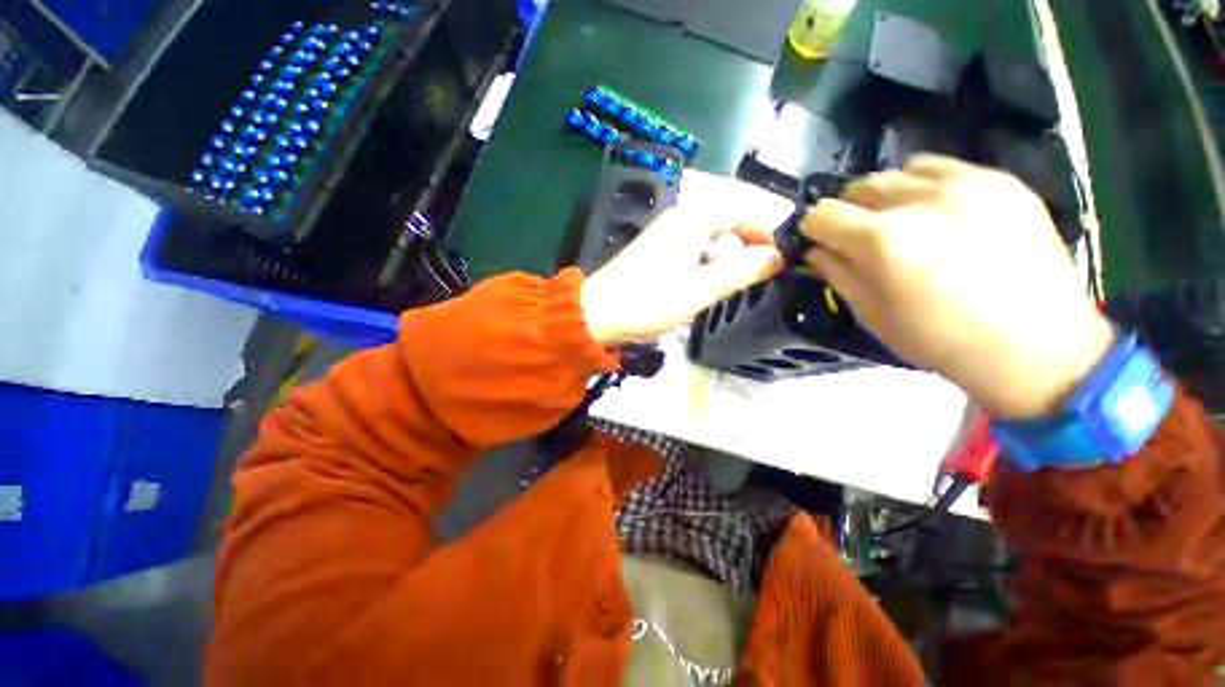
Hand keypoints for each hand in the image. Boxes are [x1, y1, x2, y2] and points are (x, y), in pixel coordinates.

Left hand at [581, 206, 782, 345]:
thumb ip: (741, 271)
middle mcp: (678, 218)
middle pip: (724, 224)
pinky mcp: (652, 250)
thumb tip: (776, 257)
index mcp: (692, 219)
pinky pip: (689, 250)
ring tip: (720, 290)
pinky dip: (701, 266)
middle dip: (741, 250)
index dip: (763, 233)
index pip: (742, 211)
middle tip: (747, 280)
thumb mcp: (701, 289)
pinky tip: (697, 289)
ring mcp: (662, 233)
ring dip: (721, 261)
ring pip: (706, 239)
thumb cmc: (651, 301)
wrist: (598, 313)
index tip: (775, 261)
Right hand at [802, 154, 1114, 419]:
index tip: (819, 242)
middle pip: (859, 186)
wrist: (1039, 346)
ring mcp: (967, 184)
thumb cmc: (942, 341)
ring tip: (899, 222)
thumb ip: (838, 275)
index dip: (813, 229)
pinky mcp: (1002, 181)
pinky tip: (935, 212)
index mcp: (884, 241)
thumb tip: (817, 251)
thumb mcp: (873, 315)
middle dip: (848, 211)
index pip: (823, 215)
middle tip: (858, 236)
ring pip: (898, 172)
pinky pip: (941, 167)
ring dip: (885, 197)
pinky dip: (922, 185)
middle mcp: (920, 201)